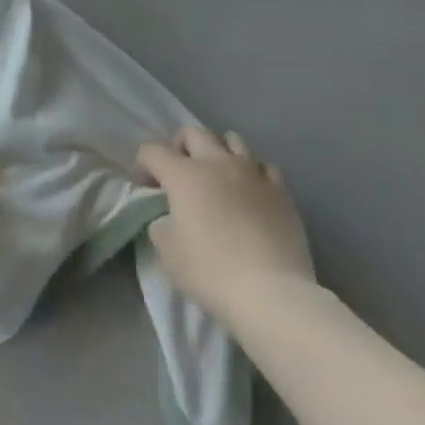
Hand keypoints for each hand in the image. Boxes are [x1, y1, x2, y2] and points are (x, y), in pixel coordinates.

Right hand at [139, 127, 314, 328]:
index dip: (143, 165)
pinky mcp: (280, 190)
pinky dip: (252, 172)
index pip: (152, 150)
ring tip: (218, 177)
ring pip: (232, 139)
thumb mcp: (167, 253)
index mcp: (183, 174)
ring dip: (218, 152)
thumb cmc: (210, 271)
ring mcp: (251, 172)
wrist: (270, 292)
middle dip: (180, 146)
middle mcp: (216, 162)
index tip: (147, 189)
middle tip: (179, 174)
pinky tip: (250, 192)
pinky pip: (262, 166)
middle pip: (193, 133)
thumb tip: (169, 217)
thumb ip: (161, 225)